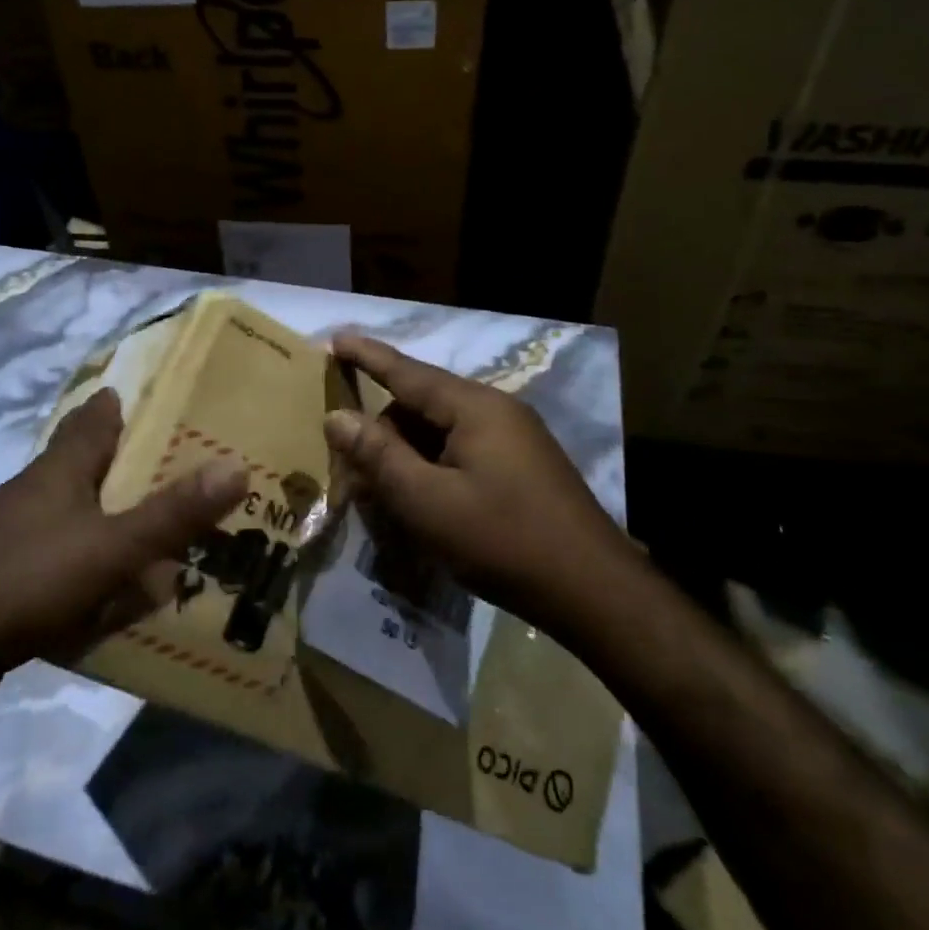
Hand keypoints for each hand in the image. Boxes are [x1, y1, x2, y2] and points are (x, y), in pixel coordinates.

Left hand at [0, 388, 248, 713]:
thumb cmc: (26, 581)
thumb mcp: (112, 548)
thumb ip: (173, 513)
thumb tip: (237, 466)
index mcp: (58, 472)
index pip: (92, 421)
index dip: (116, 405)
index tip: (145, 394)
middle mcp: (31, 494)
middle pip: (80, 464)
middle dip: (118, 462)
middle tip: (167, 466)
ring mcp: (8, 537)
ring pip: (68, 514)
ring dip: (102, 516)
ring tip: (145, 530)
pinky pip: (55, 559)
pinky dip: (83, 563)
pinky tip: (101, 591)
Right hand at [324, 333, 630, 631]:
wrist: (594, 590)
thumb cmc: (502, 539)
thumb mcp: (426, 501)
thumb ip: (379, 456)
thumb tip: (337, 417)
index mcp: (474, 407)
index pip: (407, 371)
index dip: (367, 356)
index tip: (335, 338)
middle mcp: (496, 411)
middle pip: (421, 406)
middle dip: (382, 433)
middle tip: (351, 471)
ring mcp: (514, 439)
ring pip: (441, 433)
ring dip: (407, 457)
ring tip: (382, 496)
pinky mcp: (522, 467)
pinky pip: (462, 452)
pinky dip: (433, 470)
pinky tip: (421, 504)